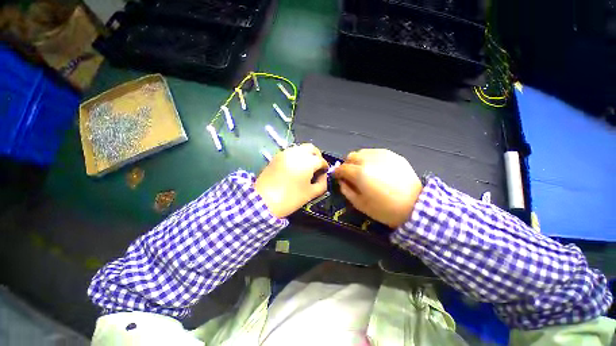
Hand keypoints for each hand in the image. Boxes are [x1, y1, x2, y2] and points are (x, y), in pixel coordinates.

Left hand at [255, 144, 328, 217]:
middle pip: (311, 148)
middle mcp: (296, 153)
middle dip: (317, 156)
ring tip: (306, 167)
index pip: (321, 160)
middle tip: (317, 167)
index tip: (324, 174)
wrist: (263, 201)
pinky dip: (297, 156)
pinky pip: (291, 151)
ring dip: (307, 155)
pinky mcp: (277, 156)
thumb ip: (322, 184)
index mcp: (306, 162)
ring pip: (301, 148)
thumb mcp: (310, 194)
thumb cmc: (289, 198)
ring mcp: (285, 153)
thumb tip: (324, 176)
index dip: (325, 167)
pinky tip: (296, 167)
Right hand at [334, 149, 421, 227]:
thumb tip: (341, 181)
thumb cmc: (385, 209)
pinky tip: (377, 169)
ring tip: (364, 171)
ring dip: (358, 160)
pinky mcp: (393, 155)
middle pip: (350, 156)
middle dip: (347, 165)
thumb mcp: (360, 204)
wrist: (416, 206)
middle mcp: (369, 160)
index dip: (337, 173)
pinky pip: (375, 153)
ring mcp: (382, 155)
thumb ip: (346, 190)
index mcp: (359, 173)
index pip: (342, 168)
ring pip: (362, 152)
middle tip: (350, 175)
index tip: (337, 177)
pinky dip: (370, 159)